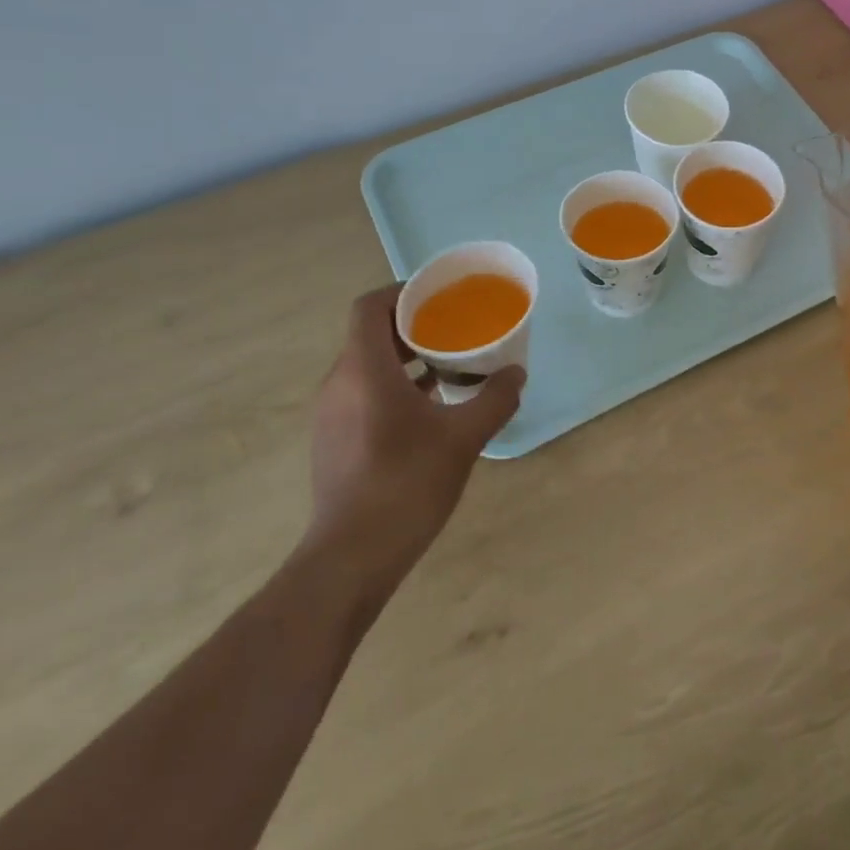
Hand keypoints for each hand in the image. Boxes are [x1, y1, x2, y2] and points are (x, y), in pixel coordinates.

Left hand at [302, 286, 524, 579]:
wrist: (351, 556)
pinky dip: (394, 387)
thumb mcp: (463, 438)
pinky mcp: (334, 440)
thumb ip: (494, 399)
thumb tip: (517, 374)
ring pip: (367, 366)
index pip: (370, 307)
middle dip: (413, 327)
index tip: (439, 298)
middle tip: (456, 330)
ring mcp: (332, 414)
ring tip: (449, 366)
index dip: (402, 293)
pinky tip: (430, 408)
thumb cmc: (407, 484)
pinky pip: (363, 394)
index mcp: (364, 370)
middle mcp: (340, 383)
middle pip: (370, 335)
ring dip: (405, 359)